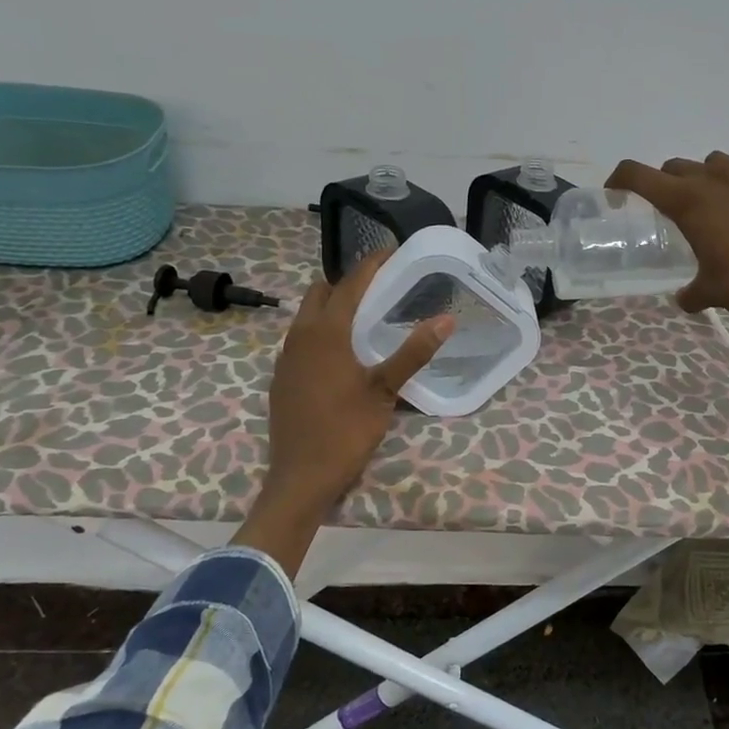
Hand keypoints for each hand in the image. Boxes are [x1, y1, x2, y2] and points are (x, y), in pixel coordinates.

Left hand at [237, 253, 453, 574]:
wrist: (300, 477)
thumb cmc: (345, 431)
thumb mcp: (385, 391)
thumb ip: (413, 352)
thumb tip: (445, 319)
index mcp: (326, 332)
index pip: (350, 283)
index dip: (372, 263)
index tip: (394, 251)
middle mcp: (300, 336)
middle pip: (321, 292)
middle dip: (348, 282)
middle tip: (381, 286)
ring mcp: (287, 357)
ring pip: (307, 315)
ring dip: (333, 306)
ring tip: (366, 315)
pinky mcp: (282, 377)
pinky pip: (302, 338)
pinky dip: (322, 330)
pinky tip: (344, 353)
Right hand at [606, 153, 728, 332]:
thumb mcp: (713, 293)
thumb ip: (692, 293)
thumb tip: (685, 299)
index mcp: (688, 202)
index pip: (638, 175)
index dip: (620, 180)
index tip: (616, 193)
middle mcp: (716, 179)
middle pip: (676, 167)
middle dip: (667, 185)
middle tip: (672, 211)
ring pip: (716, 163)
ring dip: (707, 179)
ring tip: (717, 206)